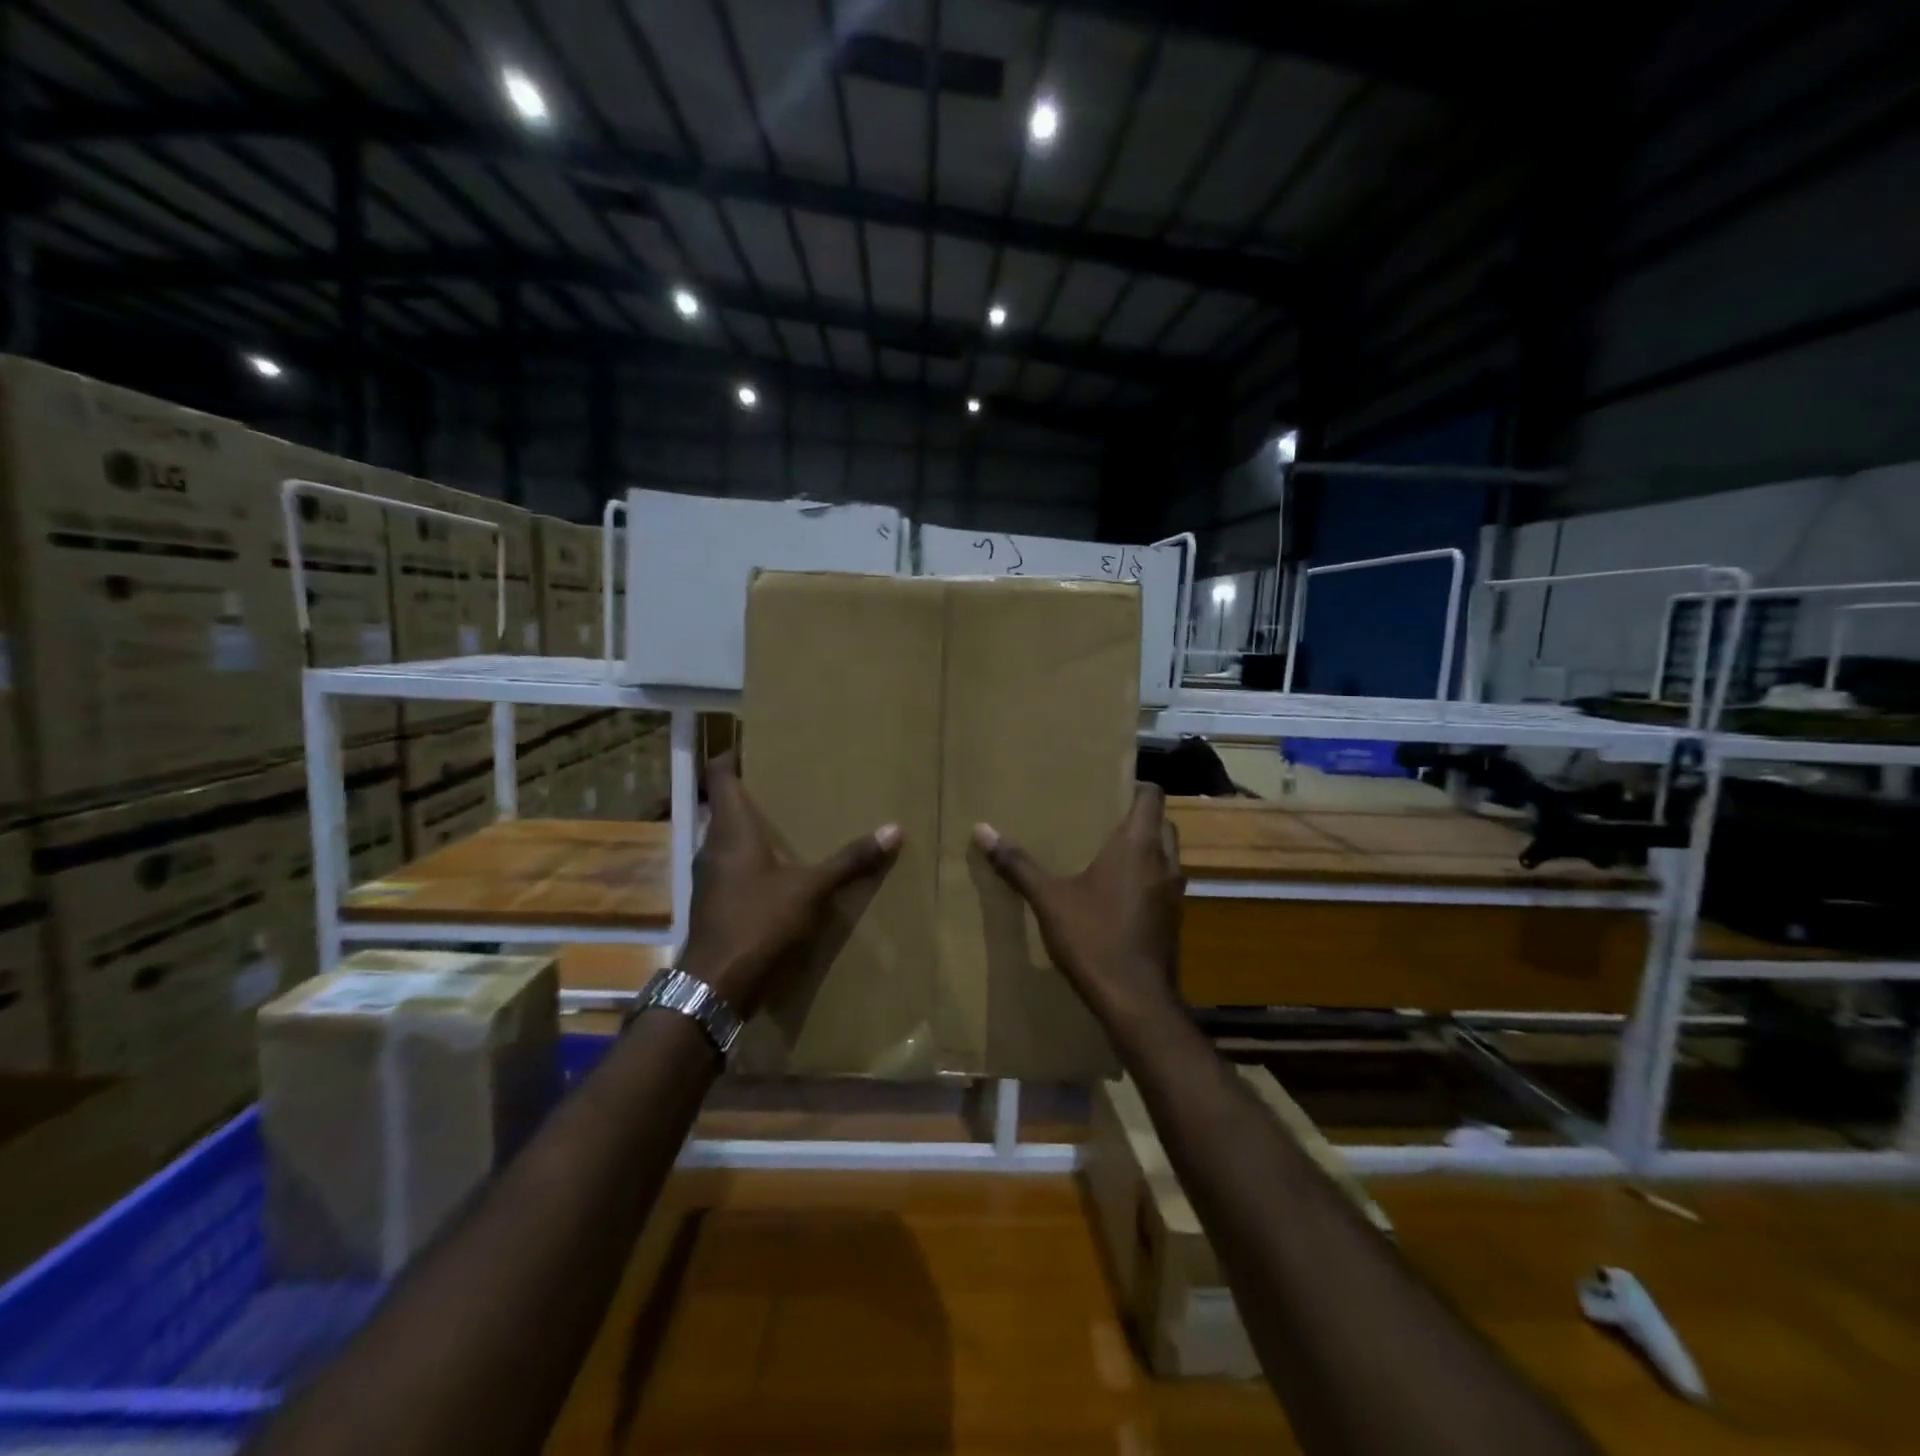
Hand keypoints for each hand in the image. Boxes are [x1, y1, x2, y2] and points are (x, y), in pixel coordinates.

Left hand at [680, 752, 902, 1015]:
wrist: (715, 985)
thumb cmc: (758, 922)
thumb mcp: (811, 889)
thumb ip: (850, 860)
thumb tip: (894, 829)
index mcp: (731, 829)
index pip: (720, 775)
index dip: (733, 754)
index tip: (757, 742)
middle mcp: (713, 845)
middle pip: (726, 805)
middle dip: (754, 791)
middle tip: (790, 780)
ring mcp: (710, 876)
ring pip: (729, 837)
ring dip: (753, 827)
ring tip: (791, 820)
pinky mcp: (714, 901)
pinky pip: (732, 865)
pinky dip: (753, 858)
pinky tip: (780, 869)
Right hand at [973, 784, 1183, 1025]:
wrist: (1135, 1001)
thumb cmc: (1094, 939)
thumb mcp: (1049, 900)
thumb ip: (1017, 864)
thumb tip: (982, 829)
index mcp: (1137, 846)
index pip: (1153, 797)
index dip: (1137, 786)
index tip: (1111, 786)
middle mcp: (1164, 863)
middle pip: (1162, 823)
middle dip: (1139, 817)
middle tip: (1104, 819)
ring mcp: (1174, 894)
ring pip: (1167, 855)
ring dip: (1147, 849)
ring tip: (1109, 852)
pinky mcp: (1174, 920)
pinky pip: (1164, 884)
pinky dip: (1148, 878)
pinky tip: (1118, 894)